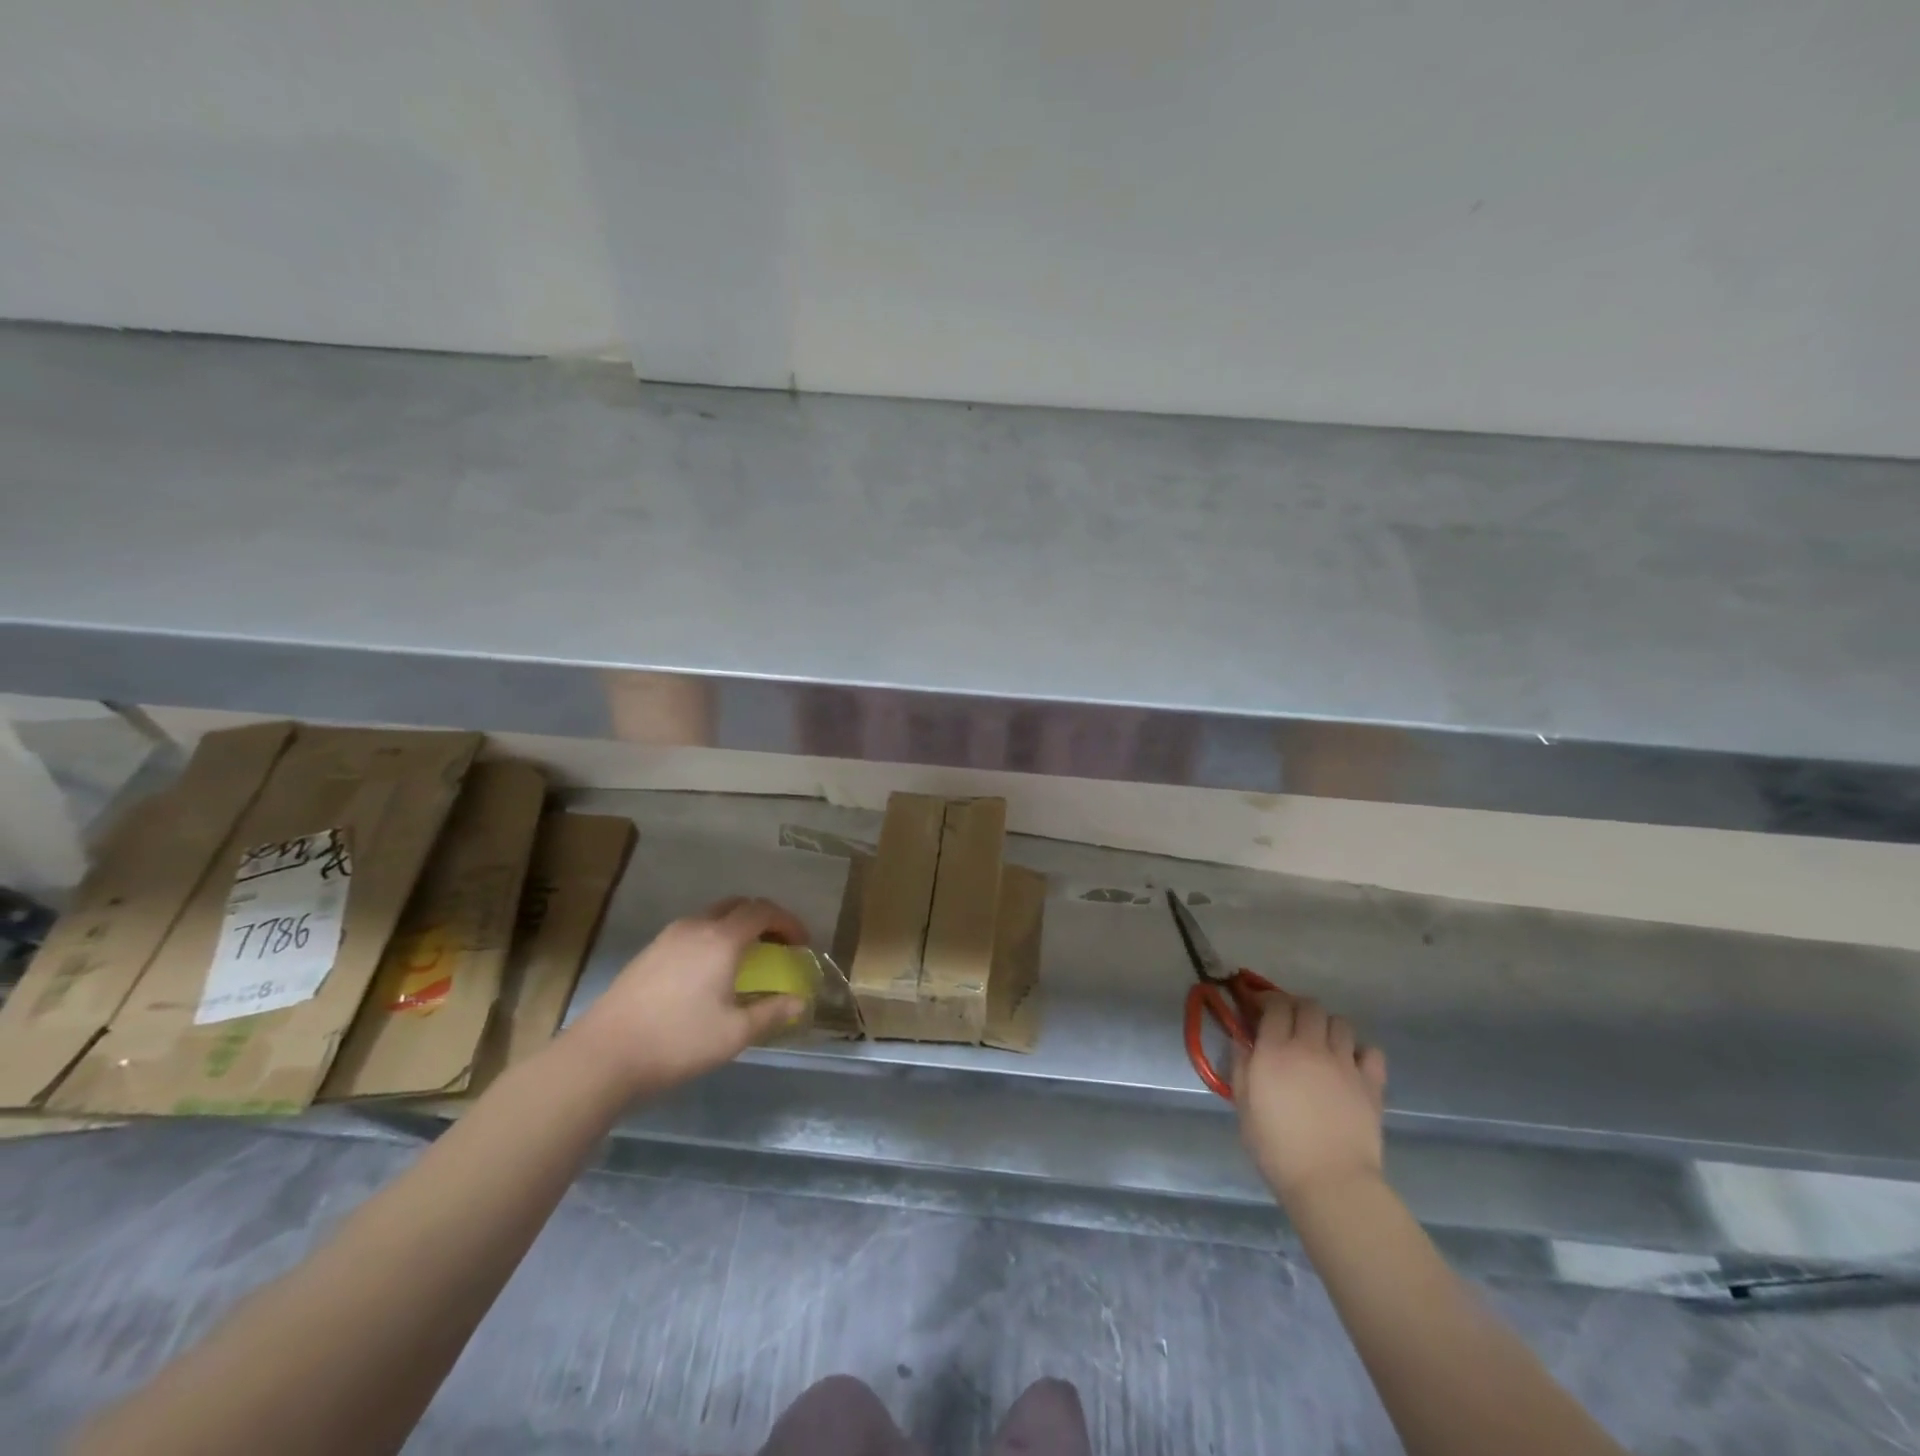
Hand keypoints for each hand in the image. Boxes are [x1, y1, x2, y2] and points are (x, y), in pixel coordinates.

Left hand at [568, 897, 809, 1097]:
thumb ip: (771, 1013)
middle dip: (763, 919)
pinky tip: (708, 973)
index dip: (788, 922)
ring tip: (745, 960)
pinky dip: (712, 939)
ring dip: (736, 928)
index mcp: (721, 939)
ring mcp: (667, 938)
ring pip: (711, 917)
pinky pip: (691, 932)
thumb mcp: (733, 1034)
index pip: (763, 911)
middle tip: (777, 946)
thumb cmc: (677, 1042)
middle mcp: (695, 927)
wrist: (602, 1056)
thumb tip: (799, 1002)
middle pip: (738, 905)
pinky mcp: (648, 953)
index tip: (802, 943)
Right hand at [1232, 991, 1388, 1207]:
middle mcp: (1311, 1046)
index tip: (1259, 1008)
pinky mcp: (1371, 1083)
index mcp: (1275, 1050)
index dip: (1266, 1000)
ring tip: (1320, 1043)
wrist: (1331, 1182)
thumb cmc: (1277, 1147)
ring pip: (1340, 1022)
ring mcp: (1345, 1063)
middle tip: (1288, 1023)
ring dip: (1327, 1025)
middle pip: (1309, 1005)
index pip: (1275, 1005)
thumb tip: (1241, 1040)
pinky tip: (1350, 1065)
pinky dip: (1360, 1051)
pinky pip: (1371, 1051)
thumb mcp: (1244, 1105)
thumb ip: (1241, 1066)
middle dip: (1296, 1007)